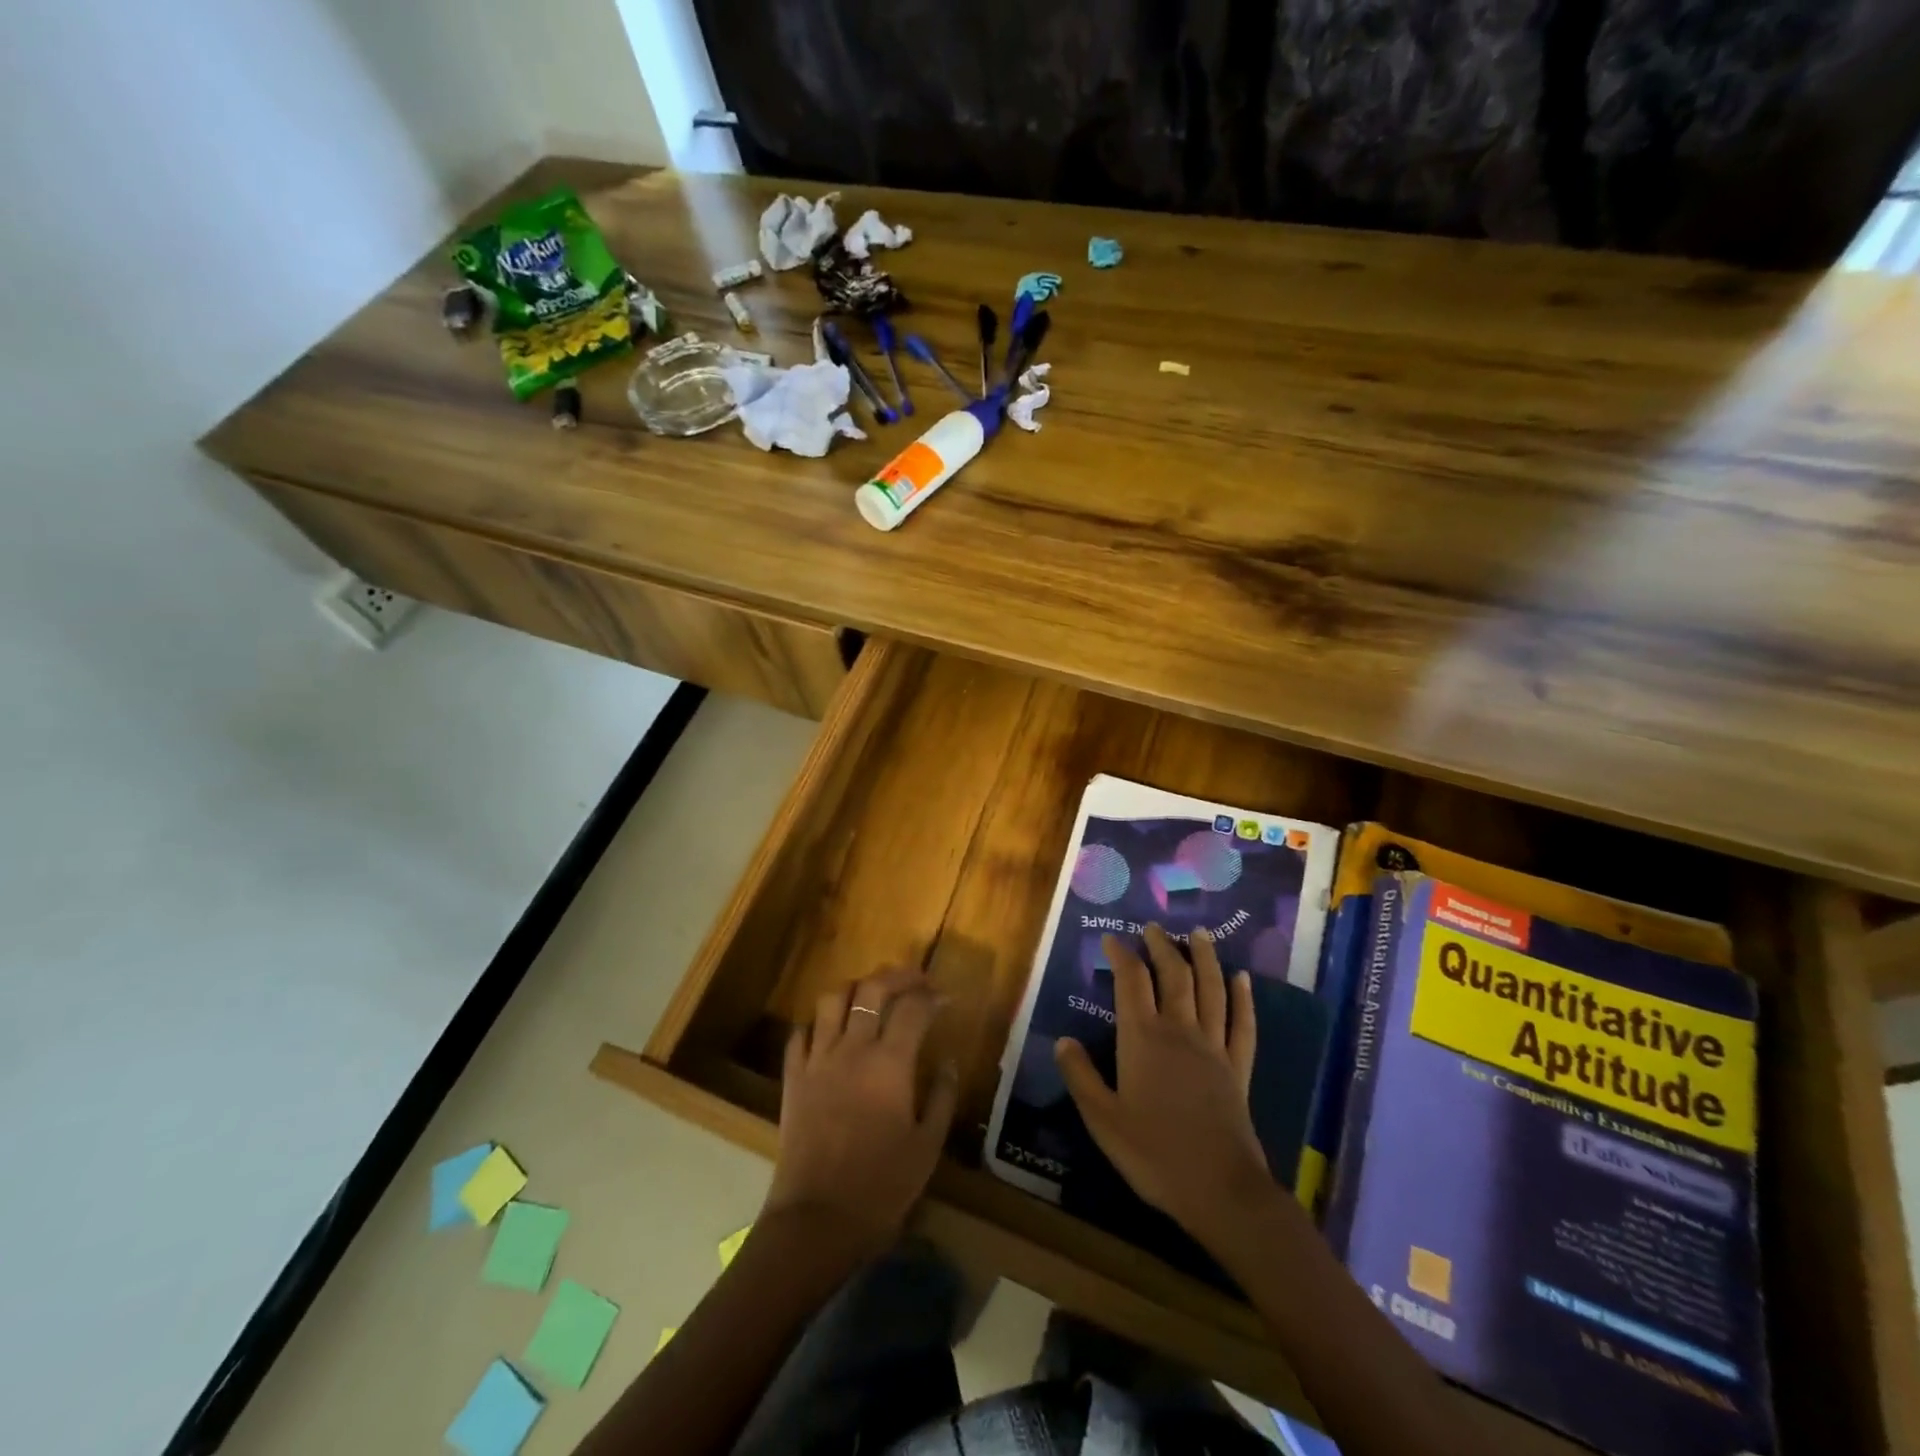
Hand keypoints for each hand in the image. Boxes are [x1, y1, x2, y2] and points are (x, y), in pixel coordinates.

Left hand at [764, 966, 958, 1258]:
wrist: (816, 1221)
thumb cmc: (881, 1187)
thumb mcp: (927, 1147)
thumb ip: (942, 1097)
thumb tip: (948, 1061)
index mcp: (890, 1063)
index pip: (913, 1008)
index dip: (931, 996)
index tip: (944, 999)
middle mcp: (852, 1049)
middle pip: (872, 989)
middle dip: (897, 976)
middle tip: (915, 981)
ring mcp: (818, 1059)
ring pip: (832, 999)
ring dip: (856, 989)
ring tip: (871, 997)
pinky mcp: (793, 1077)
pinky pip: (801, 1033)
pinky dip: (819, 1023)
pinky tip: (831, 1032)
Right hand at [1054, 925, 1275, 1251]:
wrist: (1220, 1190)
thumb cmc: (1154, 1154)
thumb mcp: (1102, 1119)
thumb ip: (1081, 1076)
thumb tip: (1062, 1041)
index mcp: (1142, 1038)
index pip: (1131, 982)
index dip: (1121, 955)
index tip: (1111, 939)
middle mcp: (1179, 1031)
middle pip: (1173, 975)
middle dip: (1162, 946)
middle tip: (1154, 927)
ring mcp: (1213, 1047)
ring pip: (1211, 990)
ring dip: (1205, 958)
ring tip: (1200, 934)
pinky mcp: (1238, 1068)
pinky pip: (1243, 1024)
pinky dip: (1243, 998)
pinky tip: (1243, 979)